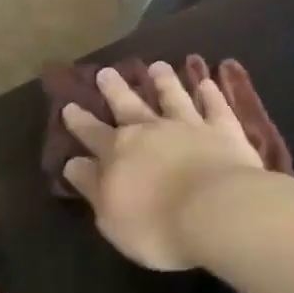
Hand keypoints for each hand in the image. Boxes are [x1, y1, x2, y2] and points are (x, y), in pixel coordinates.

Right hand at [61, 62, 265, 269]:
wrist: (216, 212)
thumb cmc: (157, 225)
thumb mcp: (111, 217)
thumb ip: (92, 187)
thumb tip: (73, 163)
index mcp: (118, 153)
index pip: (92, 134)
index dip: (80, 121)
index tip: (69, 106)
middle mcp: (150, 131)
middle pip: (128, 106)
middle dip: (115, 89)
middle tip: (106, 72)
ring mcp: (189, 127)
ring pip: (173, 97)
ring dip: (164, 82)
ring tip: (158, 66)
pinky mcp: (224, 131)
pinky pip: (215, 108)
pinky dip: (210, 95)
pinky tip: (208, 83)